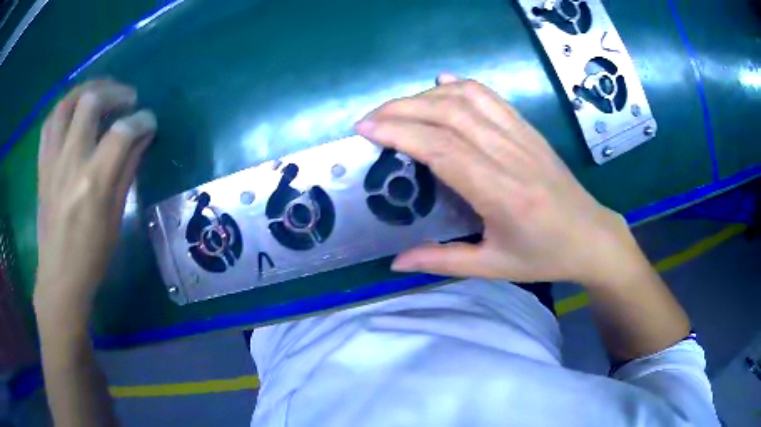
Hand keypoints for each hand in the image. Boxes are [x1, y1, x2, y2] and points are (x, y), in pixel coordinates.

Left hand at [35, 80, 156, 316]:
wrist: (59, 276)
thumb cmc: (92, 255)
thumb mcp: (116, 216)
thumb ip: (128, 169)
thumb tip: (142, 137)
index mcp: (93, 182)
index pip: (122, 132)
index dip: (142, 119)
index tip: (150, 122)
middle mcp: (70, 162)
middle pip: (91, 102)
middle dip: (115, 91)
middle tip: (127, 99)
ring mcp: (52, 161)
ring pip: (66, 103)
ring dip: (88, 89)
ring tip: (102, 93)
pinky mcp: (42, 165)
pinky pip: (50, 122)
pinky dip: (65, 107)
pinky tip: (75, 111)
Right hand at [355, 75, 641, 285]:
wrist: (592, 237)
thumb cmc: (545, 256)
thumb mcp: (494, 267)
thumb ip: (442, 262)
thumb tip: (395, 262)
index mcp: (502, 194)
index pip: (442, 149)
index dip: (400, 132)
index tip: (366, 128)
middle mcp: (511, 156)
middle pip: (450, 114)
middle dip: (402, 108)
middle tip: (370, 117)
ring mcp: (523, 137)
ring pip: (469, 99)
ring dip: (428, 95)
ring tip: (399, 106)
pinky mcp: (530, 130)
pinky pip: (493, 98)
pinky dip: (463, 85)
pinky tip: (441, 83)